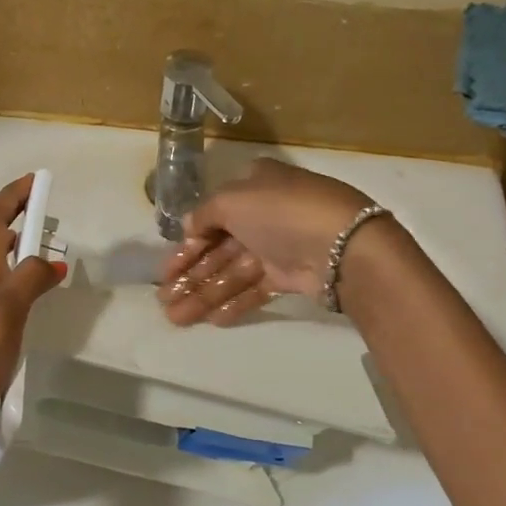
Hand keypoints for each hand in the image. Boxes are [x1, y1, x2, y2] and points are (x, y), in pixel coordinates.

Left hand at [0, 175, 64, 476]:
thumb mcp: (3, 313)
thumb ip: (28, 280)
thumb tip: (53, 258)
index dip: (11, 198)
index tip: (34, 179)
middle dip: (15, 220)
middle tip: (45, 215)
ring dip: (18, 253)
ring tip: (47, 254)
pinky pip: (2, 300)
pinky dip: (20, 289)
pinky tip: (32, 306)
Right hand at [158, 158, 375, 325]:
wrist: (342, 245)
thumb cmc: (281, 212)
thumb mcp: (233, 200)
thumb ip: (204, 214)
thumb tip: (189, 226)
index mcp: (254, 186)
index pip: (212, 215)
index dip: (187, 243)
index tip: (167, 269)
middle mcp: (265, 214)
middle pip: (219, 248)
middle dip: (190, 275)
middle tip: (163, 300)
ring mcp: (279, 246)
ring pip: (234, 272)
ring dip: (204, 294)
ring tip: (176, 318)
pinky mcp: (292, 275)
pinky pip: (255, 288)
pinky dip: (234, 302)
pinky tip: (211, 320)